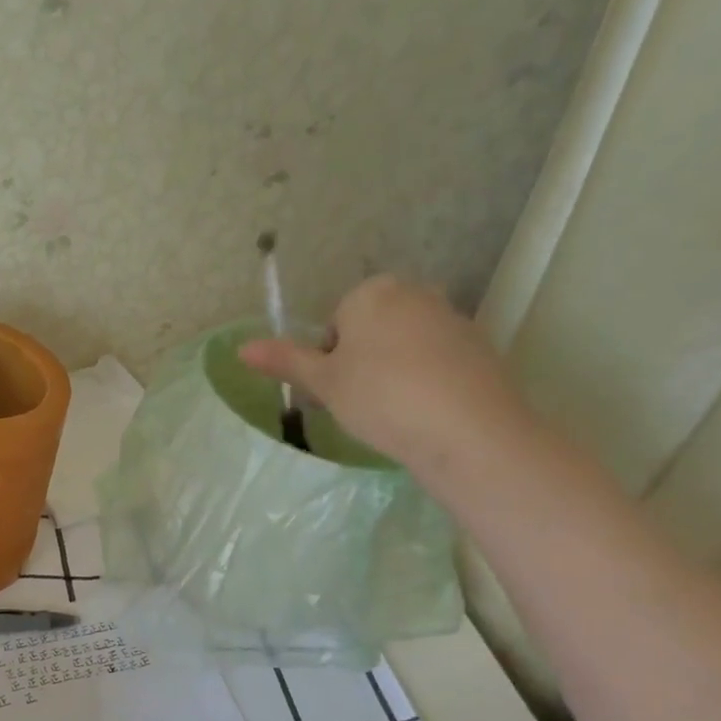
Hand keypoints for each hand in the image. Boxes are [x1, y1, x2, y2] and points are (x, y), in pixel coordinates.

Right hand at [239, 275, 527, 468]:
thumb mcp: (324, 383)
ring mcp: (452, 318)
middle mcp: (415, 292)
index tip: (335, 391)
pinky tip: (424, 413)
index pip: (334, 324)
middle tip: (358, 403)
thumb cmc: (380, 398)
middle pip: (371, 330)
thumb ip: (285, 361)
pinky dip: (425, 382)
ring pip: (404, 346)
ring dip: (392, 373)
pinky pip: (436, 362)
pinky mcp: (479, 347)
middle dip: (361, 362)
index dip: (328, 360)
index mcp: (372, 292)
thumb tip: (241, 348)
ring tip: (392, 413)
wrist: (466, 428)